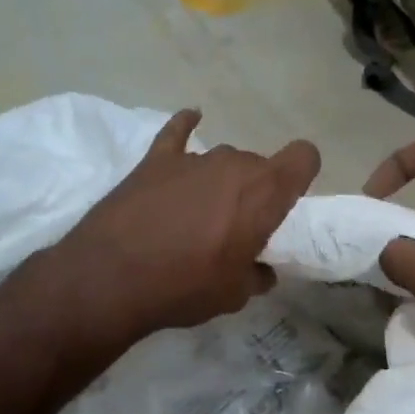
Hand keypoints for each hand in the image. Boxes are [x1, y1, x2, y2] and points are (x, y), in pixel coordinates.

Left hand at [59, 109, 319, 341]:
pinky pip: (178, 132)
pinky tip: (191, 119)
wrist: (110, 278)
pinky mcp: (155, 160)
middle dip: (255, 191)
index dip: (302, 174)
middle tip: (237, 227)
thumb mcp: (234, 294)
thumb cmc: (185, 287)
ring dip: (219, 181)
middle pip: (259, 164)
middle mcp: (234, 164)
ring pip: (221, 159)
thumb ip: (257, 275)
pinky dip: (187, 126)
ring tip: (198, 214)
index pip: (304, 157)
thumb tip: (261, 270)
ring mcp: (192, 158)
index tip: (290, 200)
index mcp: (264, 193)